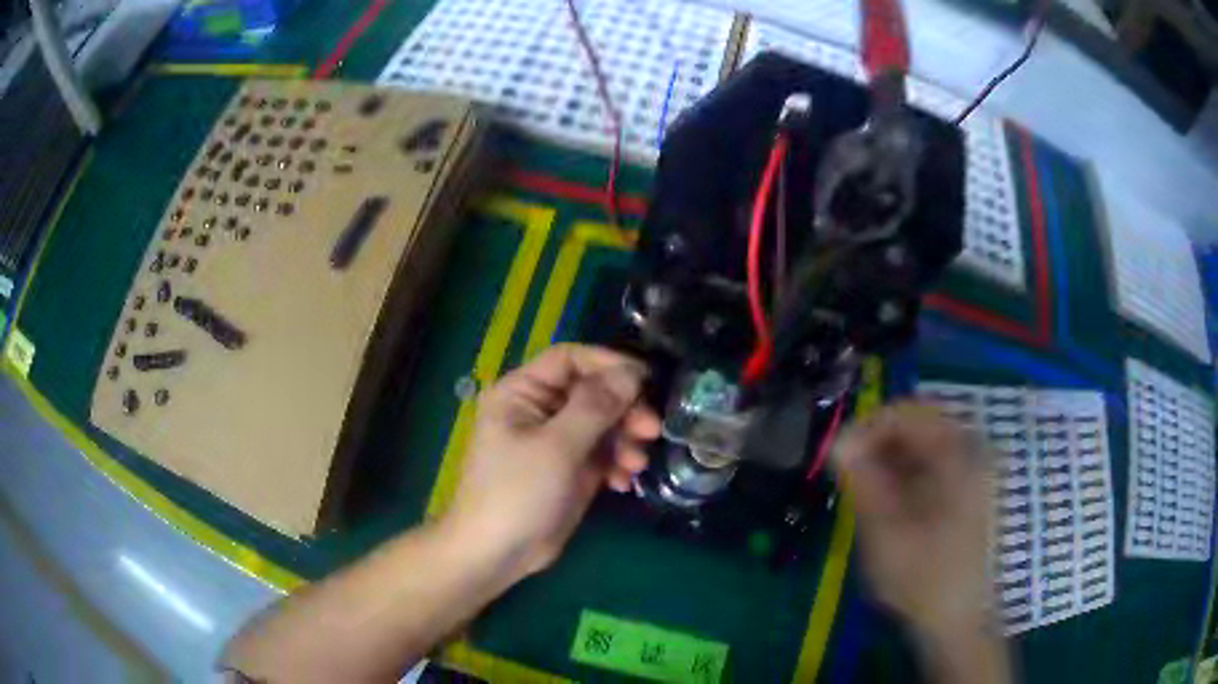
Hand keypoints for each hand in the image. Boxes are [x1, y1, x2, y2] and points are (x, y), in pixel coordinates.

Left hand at [446, 344, 660, 578]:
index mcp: (522, 392)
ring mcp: (555, 442)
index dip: (608, 364)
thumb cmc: (517, 492)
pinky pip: (601, 453)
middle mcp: (539, 410)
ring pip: (602, 424)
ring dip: (624, 440)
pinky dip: (616, 463)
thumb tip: (632, 372)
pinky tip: (623, 482)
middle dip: (623, 410)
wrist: (497, 554)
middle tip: (651, 429)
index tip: (645, 380)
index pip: (570, 359)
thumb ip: (596, 406)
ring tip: (636, 464)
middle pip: (592, 392)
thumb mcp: (557, 446)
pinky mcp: (569, 469)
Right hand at [832, 401, 994, 638]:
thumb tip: (838, 442)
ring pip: (925, 445)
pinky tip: (891, 504)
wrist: (961, 622)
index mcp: (958, 456)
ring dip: (891, 460)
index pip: (908, 413)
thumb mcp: (886, 534)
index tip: (838, 457)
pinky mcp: (971, 492)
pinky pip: (935, 466)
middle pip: (919, 425)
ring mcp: (975, 472)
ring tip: (865, 493)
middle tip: (849, 476)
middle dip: (878, 444)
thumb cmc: (924, 580)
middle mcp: (972, 453)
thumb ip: (863, 482)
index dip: (868, 427)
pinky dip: (907, 476)